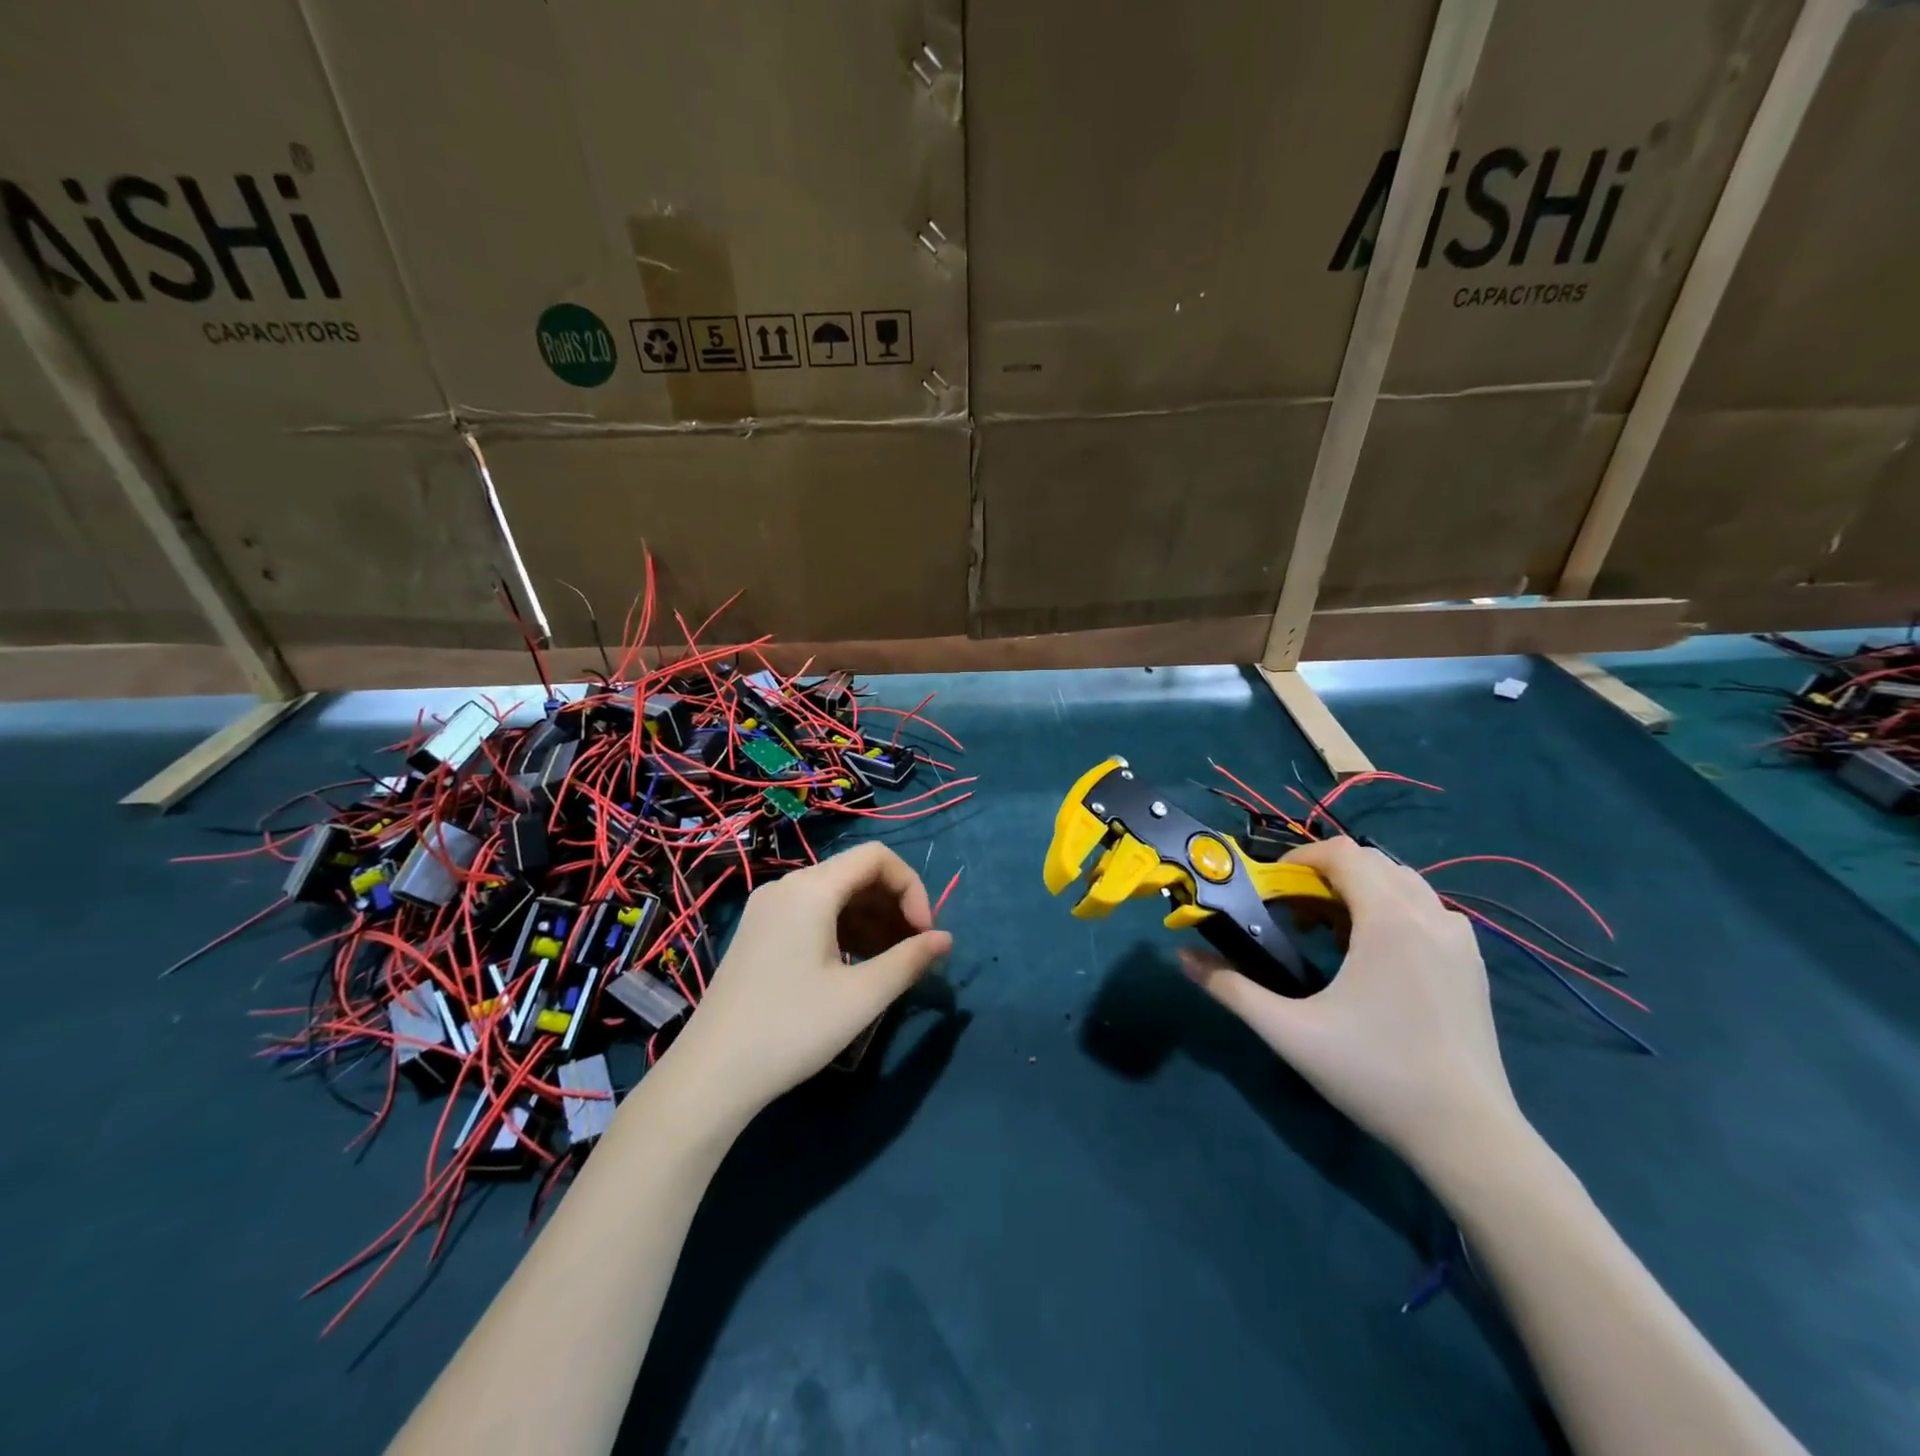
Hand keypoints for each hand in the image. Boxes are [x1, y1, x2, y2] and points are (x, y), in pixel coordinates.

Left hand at [669, 842, 951, 1121]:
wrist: (711, 1074)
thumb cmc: (792, 1029)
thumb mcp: (861, 996)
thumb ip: (909, 960)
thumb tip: (945, 939)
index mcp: (811, 889)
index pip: (877, 857)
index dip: (911, 887)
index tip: (924, 933)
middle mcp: (787, 886)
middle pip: (855, 873)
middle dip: (893, 905)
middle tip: (913, 950)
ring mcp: (768, 908)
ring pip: (835, 895)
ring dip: (871, 919)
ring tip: (890, 962)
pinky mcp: (759, 932)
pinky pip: (813, 913)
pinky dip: (844, 929)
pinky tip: (856, 966)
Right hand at [1179, 836, 1521, 1170]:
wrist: (1469, 1136)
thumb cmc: (1375, 1073)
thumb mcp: (1289, 1031)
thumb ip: (1231, 988)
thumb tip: (1182, 956)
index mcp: (1389, 920)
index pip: (1342, 853)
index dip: (1299, 858)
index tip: (1271, 887)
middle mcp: (1430, 916)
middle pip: (1371, 862)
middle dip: (1325, 875)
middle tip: (1293, 913)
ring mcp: (1460, 940)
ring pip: (1402, 884)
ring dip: (1360, 891)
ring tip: (1329, 933)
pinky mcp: (1473, 964)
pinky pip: (1426, 911)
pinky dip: (1392, 911)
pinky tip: (1373, 956)